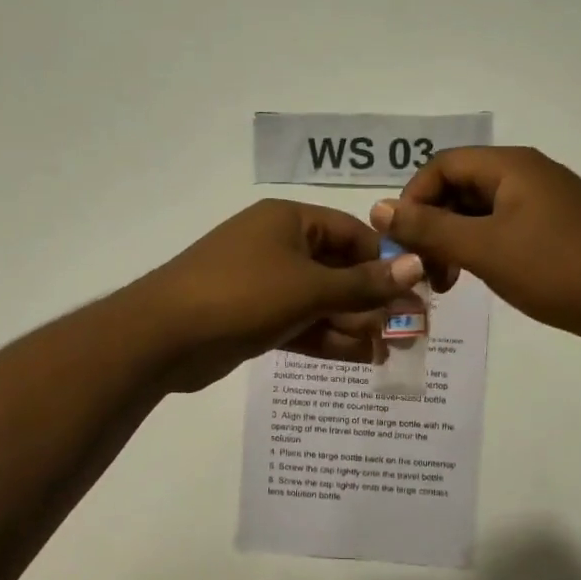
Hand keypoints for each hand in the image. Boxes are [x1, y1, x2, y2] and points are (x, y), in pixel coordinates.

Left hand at [135, 200, 426, 392]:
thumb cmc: (242, 295)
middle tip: (410, 331)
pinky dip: (327, 339)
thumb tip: (416, 265)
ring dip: (354, 324)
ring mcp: (264, 283)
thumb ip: (364, 283)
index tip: (416, 291)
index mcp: (289, 221)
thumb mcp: (309, 288)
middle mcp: (278, 246)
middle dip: (373, 300)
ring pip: (321, 301)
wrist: (164, 336)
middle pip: (338, 270)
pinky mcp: (254, 317)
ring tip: (392, 351)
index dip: (386, 261)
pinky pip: (300, 323)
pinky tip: (361, 358)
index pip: (352, 233)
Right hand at [372, 147, 580, 350]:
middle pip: (460, 186)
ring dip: (453, 240)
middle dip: (432, 224)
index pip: (442, 165)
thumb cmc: (555, 268)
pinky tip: (475, 277)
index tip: (401, 240)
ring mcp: (545, 201)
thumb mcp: (483, 248)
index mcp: (511, 166)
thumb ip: (428, 228)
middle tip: (422, 267)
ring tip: (445, 282)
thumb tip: (377, 209)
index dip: (413, 198)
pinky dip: (480, 248)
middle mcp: (528, 174)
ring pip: (480, 210)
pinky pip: (503, 227)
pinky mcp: (556, 228)